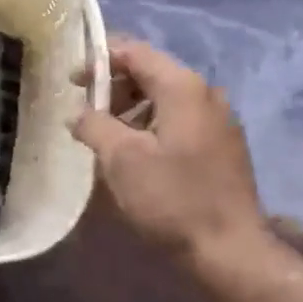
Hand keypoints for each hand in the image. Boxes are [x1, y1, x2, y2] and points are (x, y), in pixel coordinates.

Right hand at [71, 37, 272, 275]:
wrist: (230, 249)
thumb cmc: (172, 199)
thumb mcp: (121, 160)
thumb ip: (94, 125)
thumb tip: (77, 113)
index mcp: (183, 87)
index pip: (135, 52)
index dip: (100, 60)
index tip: (72, 82)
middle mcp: (206, 93)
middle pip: (152, 73)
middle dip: (115, 87)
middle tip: (86, 113)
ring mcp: (219, 119)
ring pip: (166, 99)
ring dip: (132, 108)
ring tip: (106, 137)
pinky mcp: (223, 145)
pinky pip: (180, 120)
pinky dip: (152, 125)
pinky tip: (136, 153)